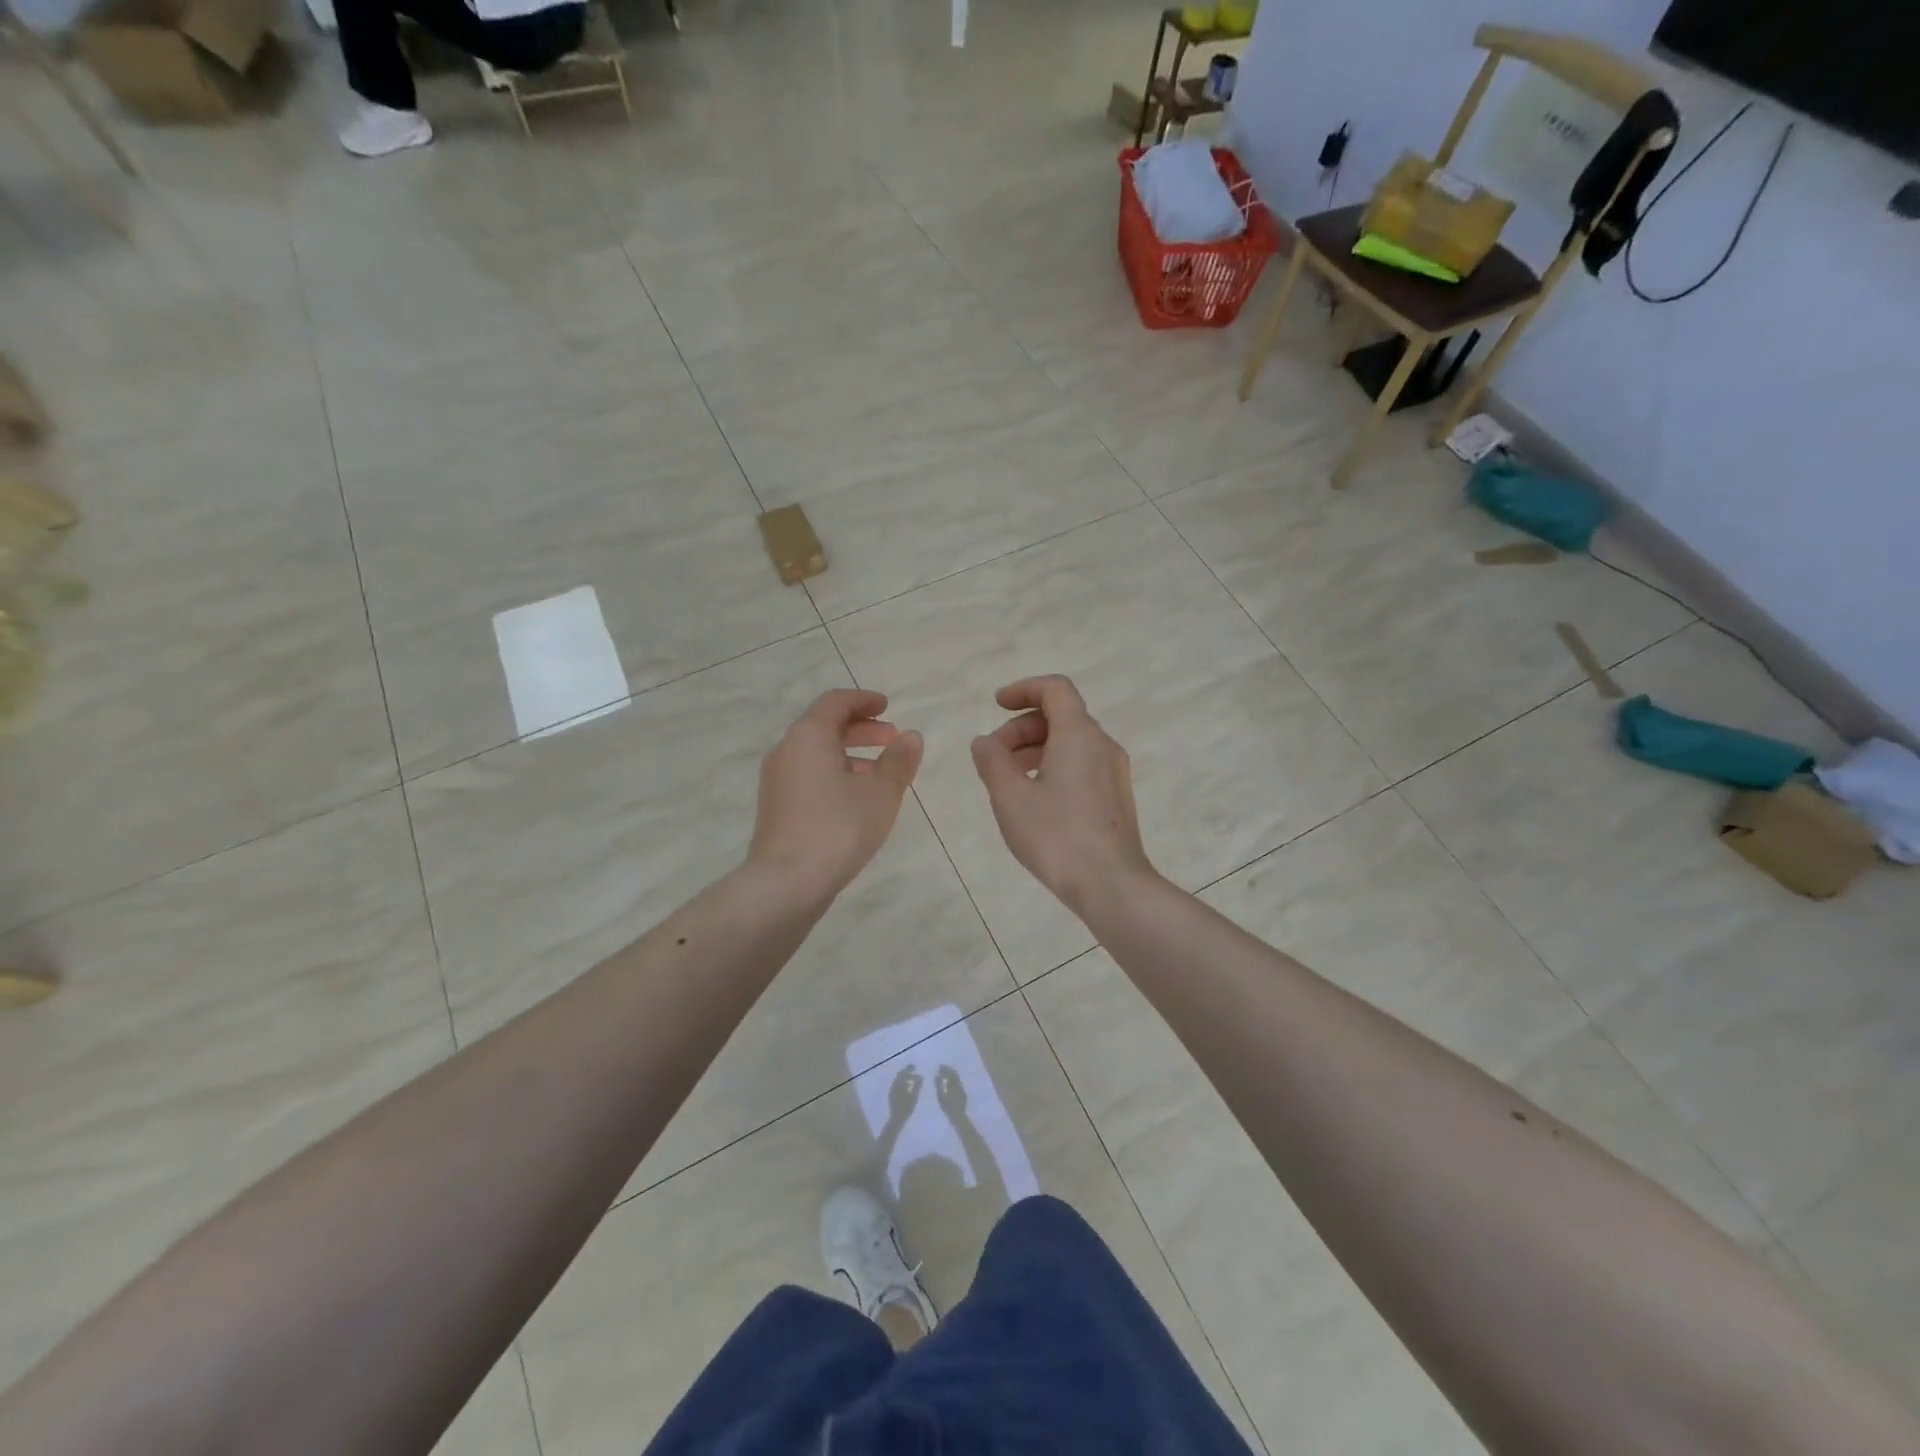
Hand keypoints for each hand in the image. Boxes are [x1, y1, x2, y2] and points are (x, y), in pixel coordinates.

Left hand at [748, 689, 922, 903]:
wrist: (786, 883)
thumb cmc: (838, 827)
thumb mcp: (880, 793)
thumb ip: (898, 761)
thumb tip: (911, 736)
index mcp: (808, 736)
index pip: (835, 702)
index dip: (864, 700)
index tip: (888, 707)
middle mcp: (787, 750)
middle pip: (825, 726)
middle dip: (861, 729)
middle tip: (892, 739)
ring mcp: (777, 780)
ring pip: (817, 754)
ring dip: (850, 755)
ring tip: (882, 774)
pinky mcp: (776, 807)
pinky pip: (809, 776)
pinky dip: (835, 774)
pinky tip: (857, 800)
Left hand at [888, 1067, 922, 1124]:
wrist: (896, 1119)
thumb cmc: (906, 1109)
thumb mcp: (914, 1097)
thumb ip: (917, 1086)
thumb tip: (921, 1077)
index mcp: (899, 1084)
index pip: (903, 1073)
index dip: (909, 1069)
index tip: (915, 1067)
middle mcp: (894, 1085)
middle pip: (899, 1075)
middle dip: (906, 1071)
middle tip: (913, 1070)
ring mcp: (891, 1090)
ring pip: (897, 1079)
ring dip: (904, 1077)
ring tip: (911, 1078)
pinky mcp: (891, 1094)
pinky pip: (896, 1084)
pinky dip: (901, 1082)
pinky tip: (906, 1086)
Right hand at [935, 1065, 965, 1116]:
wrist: (957, 1114)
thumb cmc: (946, 1106)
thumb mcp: (940, 1095)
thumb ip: (938, 1085)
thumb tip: (937, 1075)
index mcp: (950, 1083)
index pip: (947, 1072)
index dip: (944, 1068)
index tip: (940, 1066)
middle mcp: (956, 1083)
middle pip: (953, 1073)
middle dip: (948, 1070)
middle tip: (944, 1068)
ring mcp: (961, 1087)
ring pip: (957, 1077)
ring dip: (952, 1073)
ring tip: (948, 1072)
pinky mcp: (963, 1091)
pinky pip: (959, 1082)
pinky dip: (956, 1079)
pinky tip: (953, 1081)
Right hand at [970, 675, 1156, 913]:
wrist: (1111, 885)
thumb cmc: (1056, 836)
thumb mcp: (1010, 797)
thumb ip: (992, 761)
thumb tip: (984, 741)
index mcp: (1079, 735)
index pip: (1055, 689)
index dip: (1023, 689)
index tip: (997, 705)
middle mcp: (1103, 745)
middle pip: (1061, 716)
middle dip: (1022, 727)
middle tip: (992, 756)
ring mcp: (1114, 773)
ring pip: (1071, 743)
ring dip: (1036, 749)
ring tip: (1007, 779)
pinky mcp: (1116, 798)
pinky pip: (1082, 765)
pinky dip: (1053, 766)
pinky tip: (1034, 800)